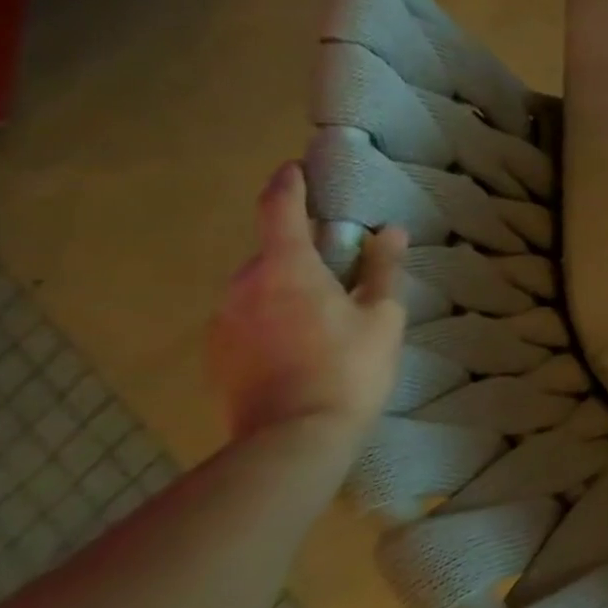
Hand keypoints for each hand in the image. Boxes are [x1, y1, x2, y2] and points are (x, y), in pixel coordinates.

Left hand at [208, 162, 408, 451]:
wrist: (293, 441)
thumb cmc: (348, 369)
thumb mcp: (382, 316)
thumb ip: (383, 269)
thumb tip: (390, 230)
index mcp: (286, 267)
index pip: (279, 208)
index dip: (289, 183)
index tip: (296, 167)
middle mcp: (243, 285)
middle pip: (272, 252)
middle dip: (300, 250)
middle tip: (338, 268)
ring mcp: (223, 321)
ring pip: (258, 287)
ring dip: (286, 286)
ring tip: (322, 314)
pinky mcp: (216, 354)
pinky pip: (247, 317)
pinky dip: (271, 317)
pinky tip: (299, 345)